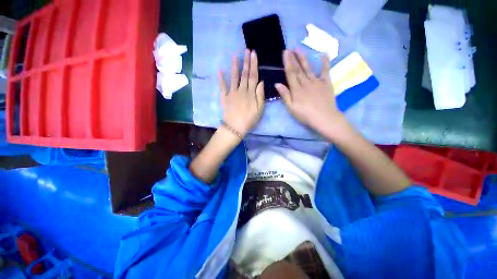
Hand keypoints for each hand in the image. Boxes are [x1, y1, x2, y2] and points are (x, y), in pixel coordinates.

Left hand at [219, 49, 264, 136]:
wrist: (235, 127)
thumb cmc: (249, 120)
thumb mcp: (259, 110)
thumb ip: (260, 95)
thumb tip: (261, 82)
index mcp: (250, 93)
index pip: (253, 76)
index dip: (254, 64)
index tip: (254, 54)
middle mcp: (241, 90)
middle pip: (244, 74)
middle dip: (246, 61)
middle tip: (246, 50)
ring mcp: (232, 93)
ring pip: (234, 77)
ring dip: (234, 66)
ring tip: (234, 55)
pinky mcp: (225, 97)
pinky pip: (222, 86)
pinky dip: (221, 78)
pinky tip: (219, 70)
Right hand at [275, 50, 347, 136]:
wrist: (324, 118)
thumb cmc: (305, 115)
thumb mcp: (291, 108)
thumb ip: (285, 95)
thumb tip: (277, 84)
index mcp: (296, 89)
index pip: (291, 73)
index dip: (287, 63)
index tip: (285, 53)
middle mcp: (306, 83)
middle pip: (298, 69)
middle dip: (293, 58)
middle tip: (289, 48)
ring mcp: (317, 82)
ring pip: (308, 68)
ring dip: (303, 58)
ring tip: (299, 49)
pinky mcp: (326, 83)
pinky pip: (325, 71)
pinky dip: (325, 63)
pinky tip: (324, 54)